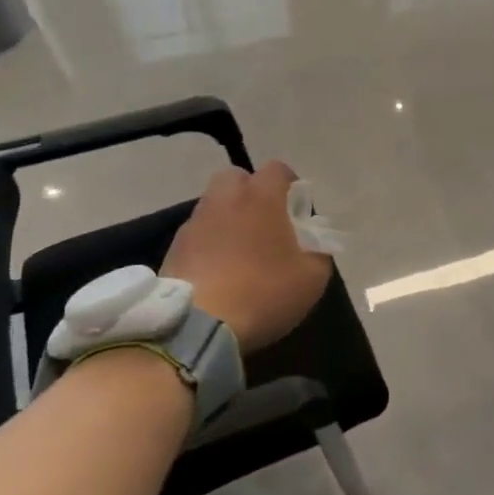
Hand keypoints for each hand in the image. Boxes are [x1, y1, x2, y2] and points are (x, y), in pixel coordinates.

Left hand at [161, 161, 330, 352]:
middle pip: (236, 178)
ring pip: (213, 205)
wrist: (198, 325)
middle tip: (264, 222)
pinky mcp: (173, 248)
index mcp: (261, 197)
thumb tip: (313, 245)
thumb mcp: (312, 278)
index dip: (290, 185)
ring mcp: (195, 222)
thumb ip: (319, 253)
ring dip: (228, 218)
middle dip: (251, 192)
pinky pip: (198, 233)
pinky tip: (219, 270)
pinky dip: (209, 243)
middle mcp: (225, 199)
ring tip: (240, 251)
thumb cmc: (264, 292)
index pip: (277, 169)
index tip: (297, 211)